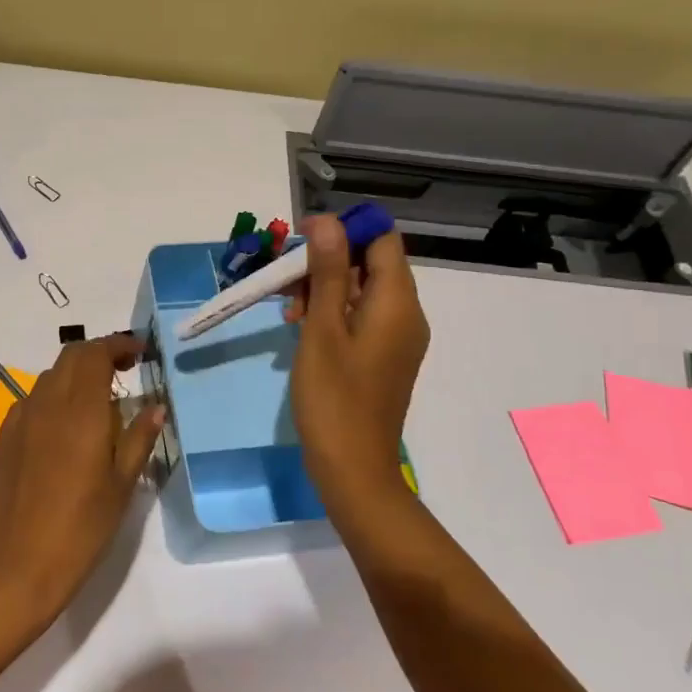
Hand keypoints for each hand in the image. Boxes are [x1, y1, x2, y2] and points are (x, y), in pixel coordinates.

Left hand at [0, 335, 164, 629]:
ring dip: (75, 376)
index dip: (118, 345)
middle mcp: (47, 404)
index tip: (139, 353)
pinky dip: (53, 399)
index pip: (95, 354)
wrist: (20, 566)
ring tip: (97, 403)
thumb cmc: (82, 528)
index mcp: (81, 411)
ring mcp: (20, 419)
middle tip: (123, 372)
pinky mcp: (3, 438)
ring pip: (50, 377)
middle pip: (71, 357)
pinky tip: (63, 429)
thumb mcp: (122, 485)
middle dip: (98, 354)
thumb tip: (156, 408)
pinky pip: (31, 401)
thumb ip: (139, 438)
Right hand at [285, 216, 429, 505]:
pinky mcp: (384, 356)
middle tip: (285, 278)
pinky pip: (361, 315)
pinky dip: (332, 311)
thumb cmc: (333, 397)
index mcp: (397, 302)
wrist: (353, 469)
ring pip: (361, 289)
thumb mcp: (322, 328)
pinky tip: (300, 326)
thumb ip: (328, 272)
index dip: (345, 229)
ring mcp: (396, 337)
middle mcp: (406, 314)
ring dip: (324, 287)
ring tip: (288, 308)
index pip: (382, 239)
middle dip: (326, 260)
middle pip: (370, 262)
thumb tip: (328, 221)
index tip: (302, 238)